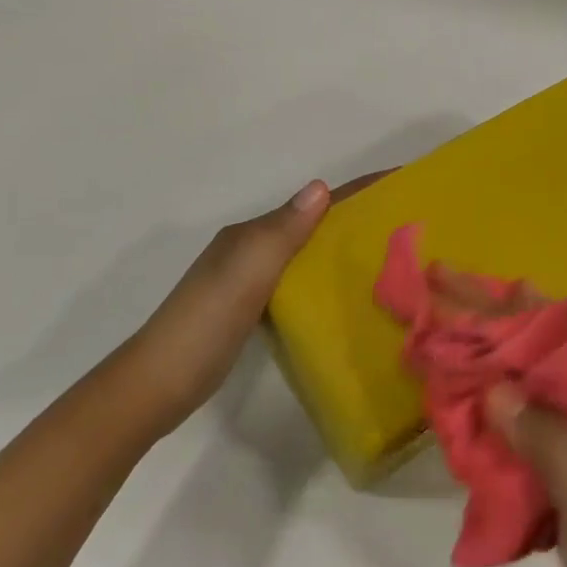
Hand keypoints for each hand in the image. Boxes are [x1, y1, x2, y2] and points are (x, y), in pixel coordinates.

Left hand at [120, 173, 386, 434]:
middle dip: (357, 217)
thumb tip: (321, 186)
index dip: (357, 189)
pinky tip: (348, 295)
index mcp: (252, 235)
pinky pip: (299, 282)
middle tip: (409, 226)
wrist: (157, 385)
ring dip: (343, 247)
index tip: (403, 181)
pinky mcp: (252, 310)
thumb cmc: (204, 324)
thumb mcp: (245, 273)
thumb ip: (282, 232)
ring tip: (392, 258)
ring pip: (307, 254)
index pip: (313, 203)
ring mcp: (250, 281)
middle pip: (313, 224)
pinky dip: (325, 278)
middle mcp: (252, 250)